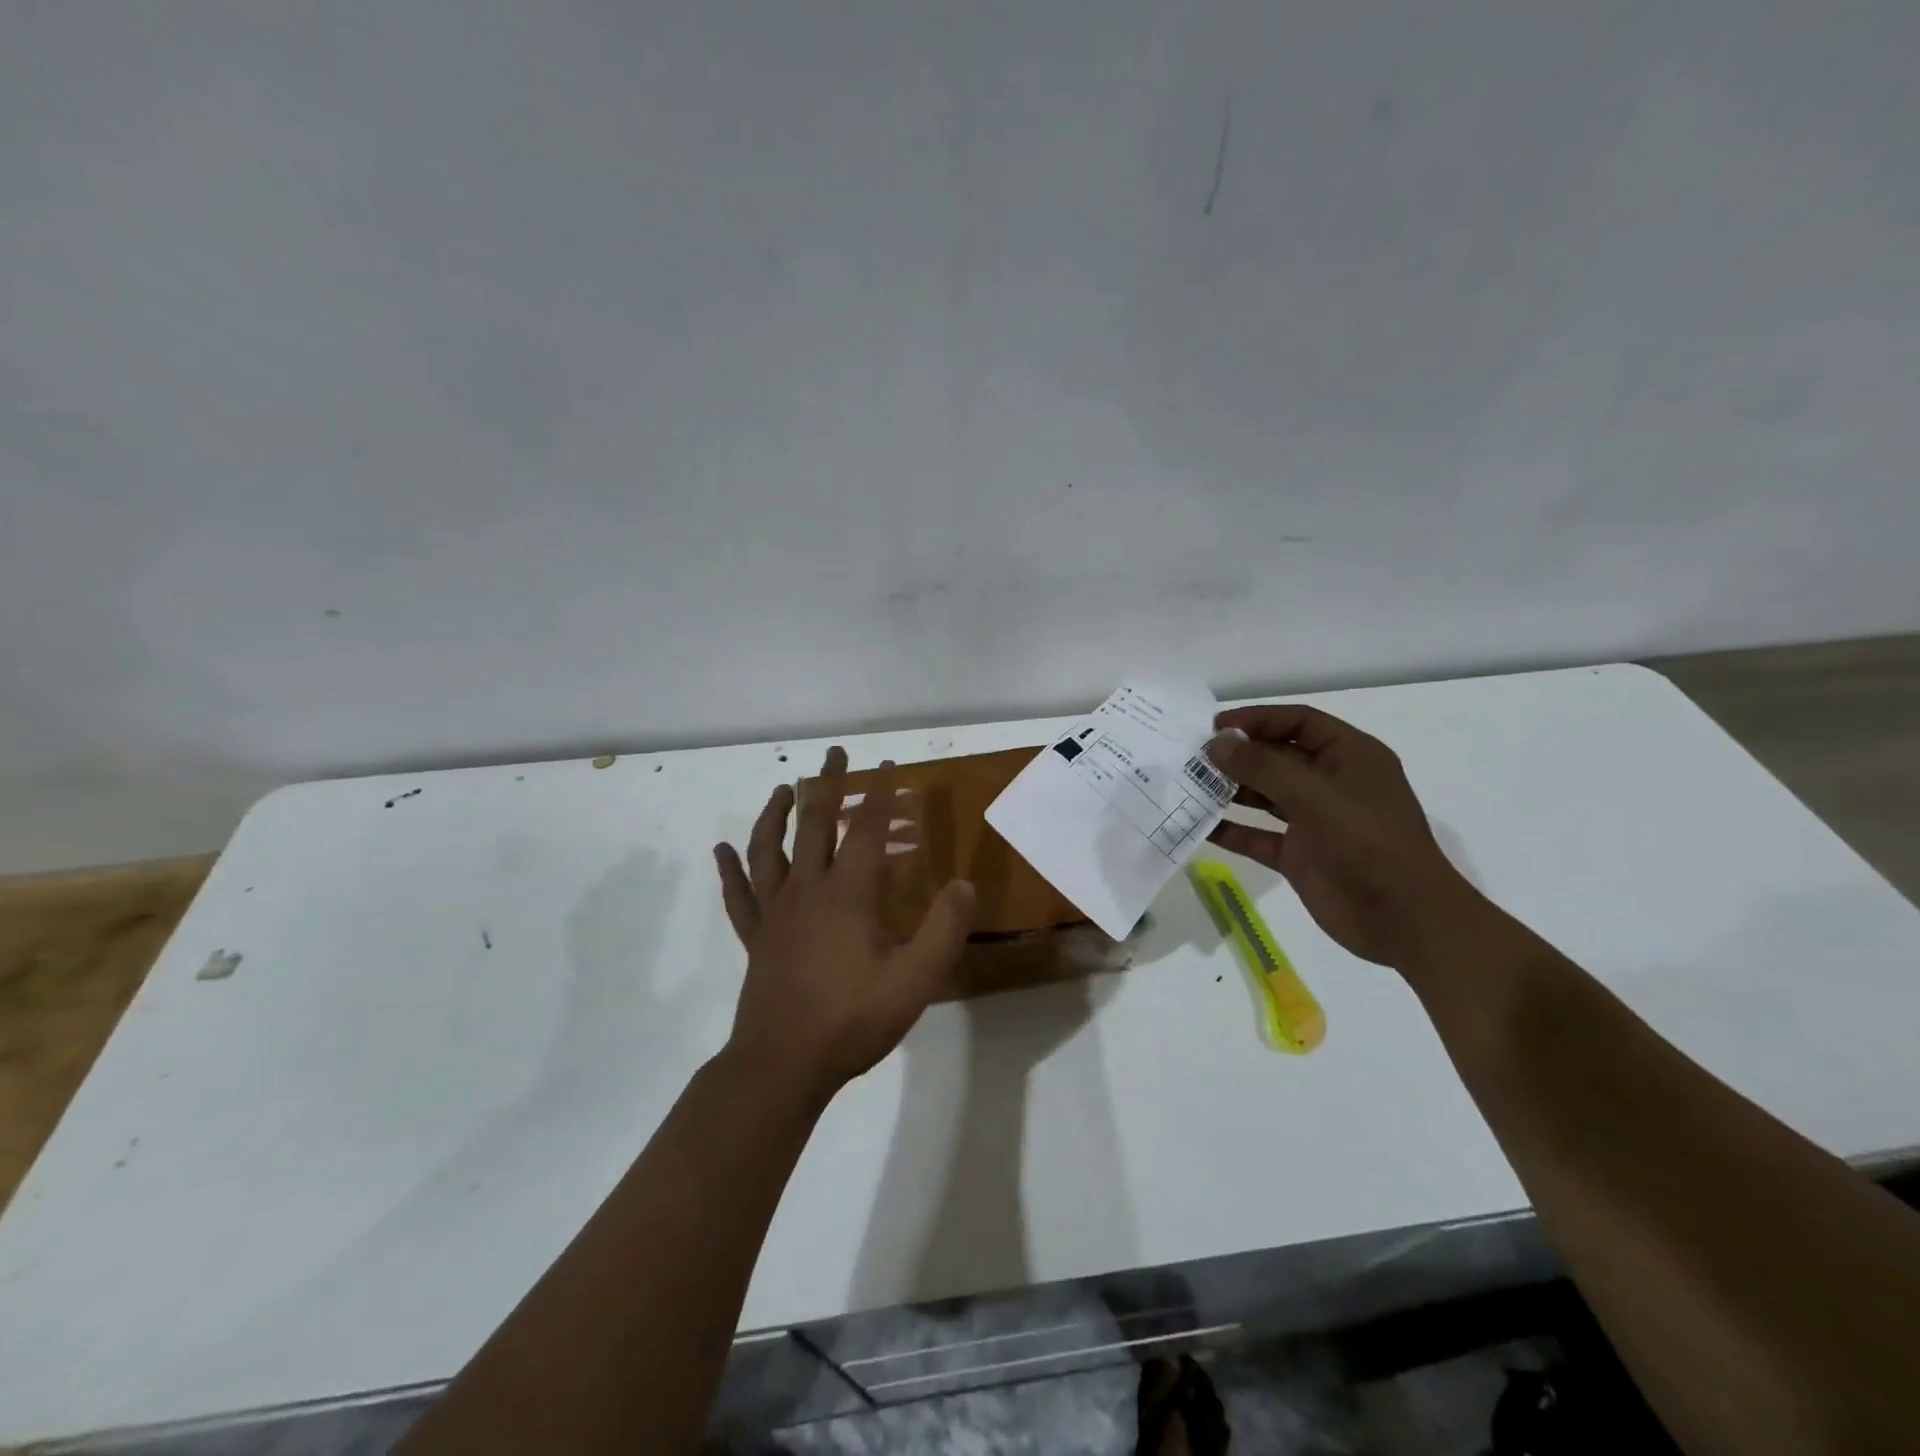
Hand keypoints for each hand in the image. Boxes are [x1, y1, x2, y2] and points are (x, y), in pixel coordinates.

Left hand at [713, 747, 975, 1103]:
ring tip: (783, 788)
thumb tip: (965, 884)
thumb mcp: (916, 978)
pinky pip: (739, 894)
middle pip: (814, 824)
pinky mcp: (755, 937)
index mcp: (847, 894)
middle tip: (835, 754)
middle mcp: (807, 890)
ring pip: (769, 848)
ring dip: (776, 813)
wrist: (783, 1065)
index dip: (879, 795)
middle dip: (827, 784)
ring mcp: (775, 913)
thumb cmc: (853, 1019)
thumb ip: (944, 928)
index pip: (865, 830)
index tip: (888, 766)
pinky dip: (729, 869)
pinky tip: (721, 850)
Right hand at [1204, 706, 1483, 968]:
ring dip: (1229, 790)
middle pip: (1277, 757)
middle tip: (1192, 757)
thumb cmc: (1368, 843)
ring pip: (1264, 796)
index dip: (1257, 719)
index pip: (1299, 723)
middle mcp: (1331, 784)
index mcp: (1349, 757)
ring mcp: (1314, 821)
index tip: (1214, 727)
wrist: (1404, 920)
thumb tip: (1217, 743)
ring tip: (1189, 786)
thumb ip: (1263, 767)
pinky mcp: (1299, 855)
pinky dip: (1231, 830)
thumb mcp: (1316, 796)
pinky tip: (1199, 825)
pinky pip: (1258, 835)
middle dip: (1237, 756)